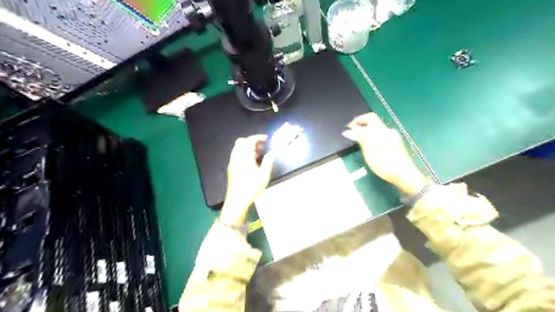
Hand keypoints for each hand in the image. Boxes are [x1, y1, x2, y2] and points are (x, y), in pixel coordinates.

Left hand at [220, 134, 273, 223]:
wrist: (237, 201)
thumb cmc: (251, 188)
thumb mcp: (264, 175)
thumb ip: (268, 161)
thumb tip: (272, 152)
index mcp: (244, 157)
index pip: (250, 140)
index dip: (259, 137)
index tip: (267, 139)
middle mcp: (236, 157)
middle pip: (242, 142)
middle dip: (252, 141)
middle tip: (262, 146)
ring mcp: (232, 162)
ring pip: (238, 148)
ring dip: (248, 147)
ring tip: (259, 154)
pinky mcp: (231, 168)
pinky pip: (236, 155)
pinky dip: (244, 153)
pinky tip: (252, 162)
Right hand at [343, 112, 427, 195]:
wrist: (405, 175)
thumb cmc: (385, 165)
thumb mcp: (369, 152)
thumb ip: (361, 139)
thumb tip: (351, 130)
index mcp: (382, 132)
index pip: (370, 117)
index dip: (358, 120)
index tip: (350, 127)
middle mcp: (388, 132)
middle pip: (374, 124)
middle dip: (362, 127)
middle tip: (354, 136)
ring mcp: (394, 137)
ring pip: (378, 131)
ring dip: (368, 134)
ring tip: (360, 144)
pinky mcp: (396, 143)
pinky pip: (382, 136)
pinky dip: (374, 139)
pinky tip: (371, 149)